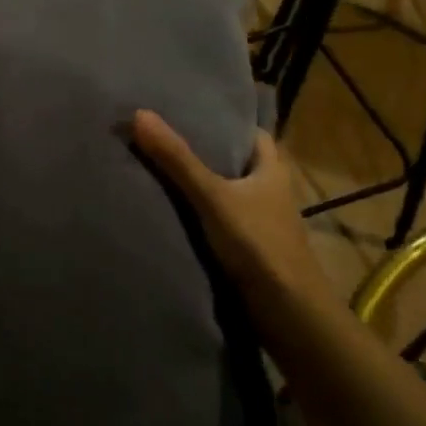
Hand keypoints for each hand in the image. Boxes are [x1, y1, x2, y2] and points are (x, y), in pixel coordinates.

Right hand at [129, 110, 333, 310]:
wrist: (286, 311)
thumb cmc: (257, 243)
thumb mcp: (212, 196)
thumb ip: (176, 159)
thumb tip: (139, 114)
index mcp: (272, 169)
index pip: (250, 133)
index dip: (223, 123)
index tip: (187, 114)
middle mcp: (270, 191)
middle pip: (234, 163)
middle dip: (203, 154)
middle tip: (161, 139)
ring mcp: (260, 222)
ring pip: (226, 193)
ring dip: (199, 186)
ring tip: (156, 170)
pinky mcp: (249, 248)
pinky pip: (219, 221)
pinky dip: (199, 215)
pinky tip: (171, 213)